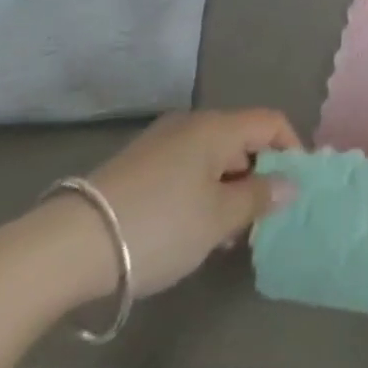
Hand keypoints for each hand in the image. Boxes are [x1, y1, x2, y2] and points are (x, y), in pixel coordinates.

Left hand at [37, 108, 302, 304]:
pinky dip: (200, 190)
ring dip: (228, 186)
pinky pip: (186, 168)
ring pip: (212, 156)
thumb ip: (259, 198)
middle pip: (241, 138)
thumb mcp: (217, 219)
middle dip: (258, 174)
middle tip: (261, 218)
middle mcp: (192, 123)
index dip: (292, 148)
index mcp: (217, 126)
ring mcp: (161, 141)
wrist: (70, 245)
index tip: (298, 186)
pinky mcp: (137, 164)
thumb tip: (290, 183)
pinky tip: (191, 228)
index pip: (270, 122)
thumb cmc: (159, 225)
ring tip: (226, 233)